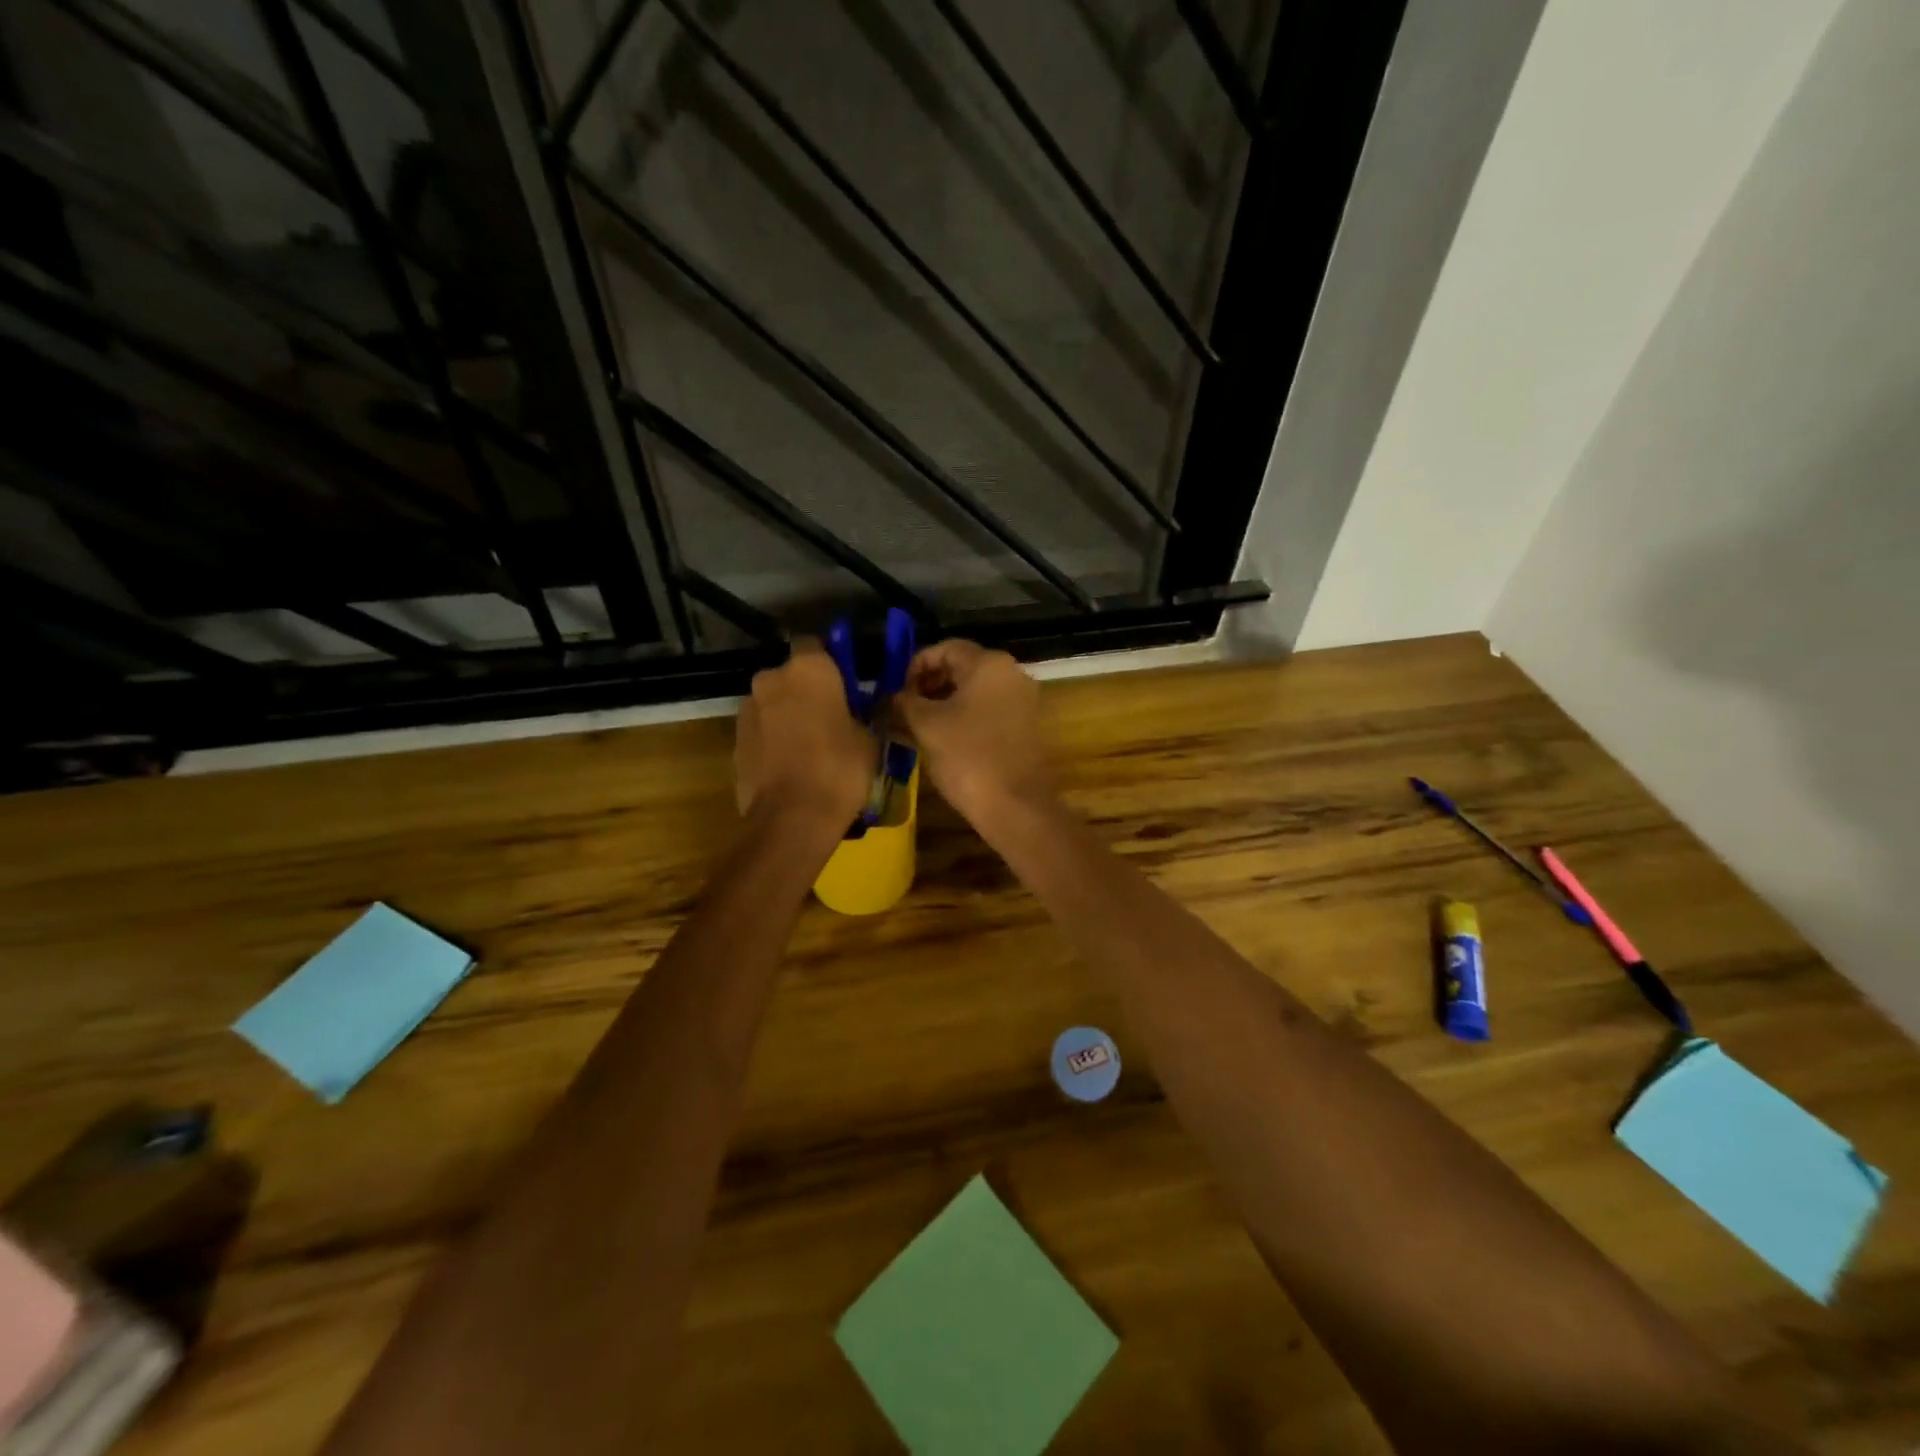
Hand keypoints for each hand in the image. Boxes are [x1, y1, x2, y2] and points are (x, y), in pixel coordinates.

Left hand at [735, 639, 872, 824]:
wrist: (792, 818)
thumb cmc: (840, 769)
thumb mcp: (869, 738)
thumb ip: (862, 714)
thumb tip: (862, 710)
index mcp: (808, 669)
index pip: (816, 644)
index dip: (831, 661)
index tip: (845, 683)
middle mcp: (771, 679)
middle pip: (790, 676)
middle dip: (806, 691)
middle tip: (831, 717)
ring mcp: (748, 711)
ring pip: (773, 704)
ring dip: (787, 716)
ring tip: (811, 747)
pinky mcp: (735, 741)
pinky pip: (761, 732)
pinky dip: (774, 741)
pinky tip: (792, 766)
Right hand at [897, 640, 1054, 829]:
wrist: (1015, 806)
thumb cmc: (967, 757)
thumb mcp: (926, 726)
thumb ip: (905, 702)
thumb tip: (893, 696)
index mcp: (989, 664)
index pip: (945, 648)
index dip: (915, 665)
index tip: (895, 689)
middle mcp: (1011, 674)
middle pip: (962, 667)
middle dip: (928, 684)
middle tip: (902, 707)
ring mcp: (1022, 701)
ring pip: (974, 691)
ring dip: (943, 703)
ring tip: (914, 725)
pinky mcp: (1024, 727)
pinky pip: (987, 711)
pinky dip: (962, 717)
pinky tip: (940, 738)